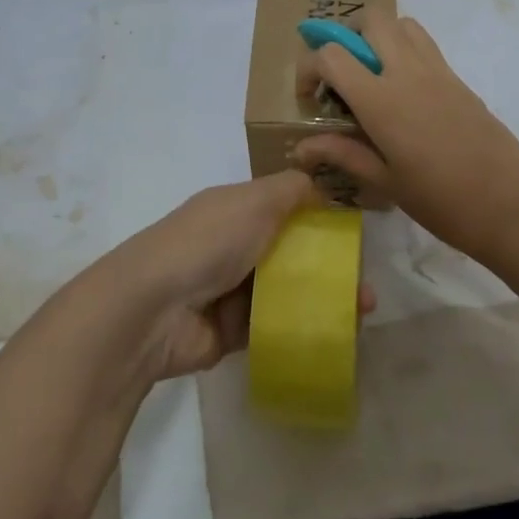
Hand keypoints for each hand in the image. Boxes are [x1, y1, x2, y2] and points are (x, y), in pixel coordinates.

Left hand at [91, 172, 373, 380]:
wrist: (152, 309)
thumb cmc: (207, 242)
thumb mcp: (254, 201)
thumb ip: (292, 190)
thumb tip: (322, 184)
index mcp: (236, 210)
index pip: (285, 207)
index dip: (320, 217)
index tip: (355, 233)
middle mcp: (234, 246)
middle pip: (291, 253)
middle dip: (330, 266)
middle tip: (365, 284)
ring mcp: (232, 290)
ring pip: (288, 292)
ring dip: (324, 299)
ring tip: (362, 312)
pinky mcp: (233, 332)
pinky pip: (276, 327)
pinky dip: (304, 329)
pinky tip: (338, 334)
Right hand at [293, 12, 518, 262]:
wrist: (510, 206)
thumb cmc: (441, 202)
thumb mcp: (384, 182)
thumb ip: (342, 154)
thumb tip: (301, 148)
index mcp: (382, 100)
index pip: (332, 55)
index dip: (310, 68)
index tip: (311, 97)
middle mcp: (408, 73)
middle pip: (372, 19)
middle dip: (346, 35)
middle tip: (342, 73)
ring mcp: (438, 72)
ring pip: (402, 24)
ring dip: (380, 36)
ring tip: (372, 75)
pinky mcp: (459, 80)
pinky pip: (425, 45)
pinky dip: (405, 51)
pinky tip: (404, 94)